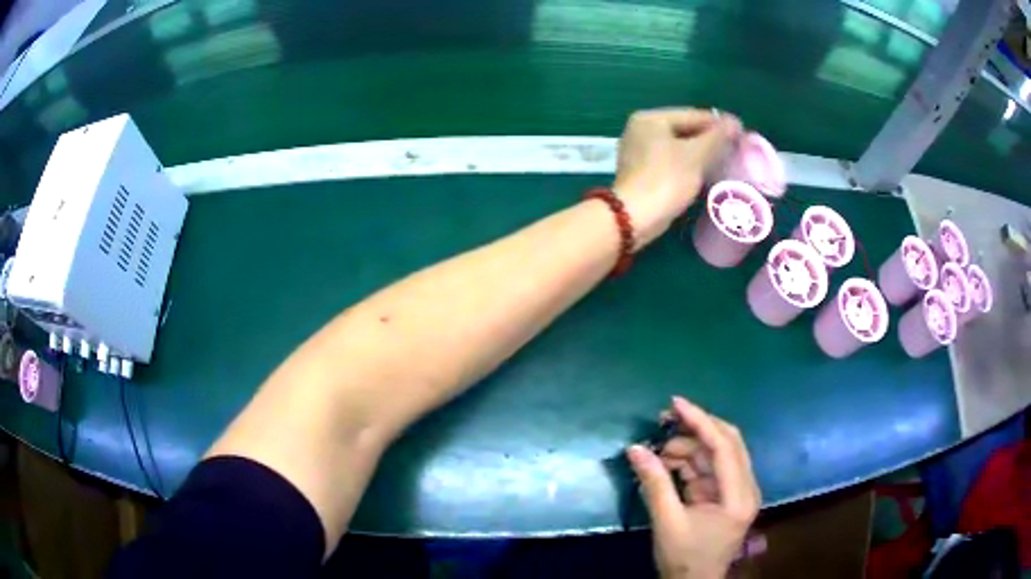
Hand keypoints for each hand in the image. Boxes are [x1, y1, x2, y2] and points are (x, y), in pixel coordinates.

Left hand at [613, 108, 741, 249]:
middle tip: (734, 147)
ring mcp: (638, 152)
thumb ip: (717, 137)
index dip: (718, 123)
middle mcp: (640, 130)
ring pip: (677, 147)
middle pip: (683, 130)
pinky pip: (671, 162)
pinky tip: (704, 173)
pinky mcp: (641, 173)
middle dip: (709, 139)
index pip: (691, 115)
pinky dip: (688, 165)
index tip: (741, 131)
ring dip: (700, 153)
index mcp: (650, 119)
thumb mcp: (696, 155)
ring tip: (724, 160)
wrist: (635, 217)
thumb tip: (734, 121)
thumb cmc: (666, 179)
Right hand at [626, 397, 760, 578]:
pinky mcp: (725, 496)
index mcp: (738, 495)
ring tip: (657, 453)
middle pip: (726, 443)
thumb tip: (634, 449)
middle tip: (664, 419)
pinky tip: (666, 464)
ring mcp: (736, 491)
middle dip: (696, 428)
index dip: (700, 421)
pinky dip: (688, 464)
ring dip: (688, 448)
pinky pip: (708, 470)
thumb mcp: (667, 522)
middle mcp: (745, 487)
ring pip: (715, 455)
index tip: (675, 403)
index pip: (724, 447)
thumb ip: (654, 483)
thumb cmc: (684, 558)